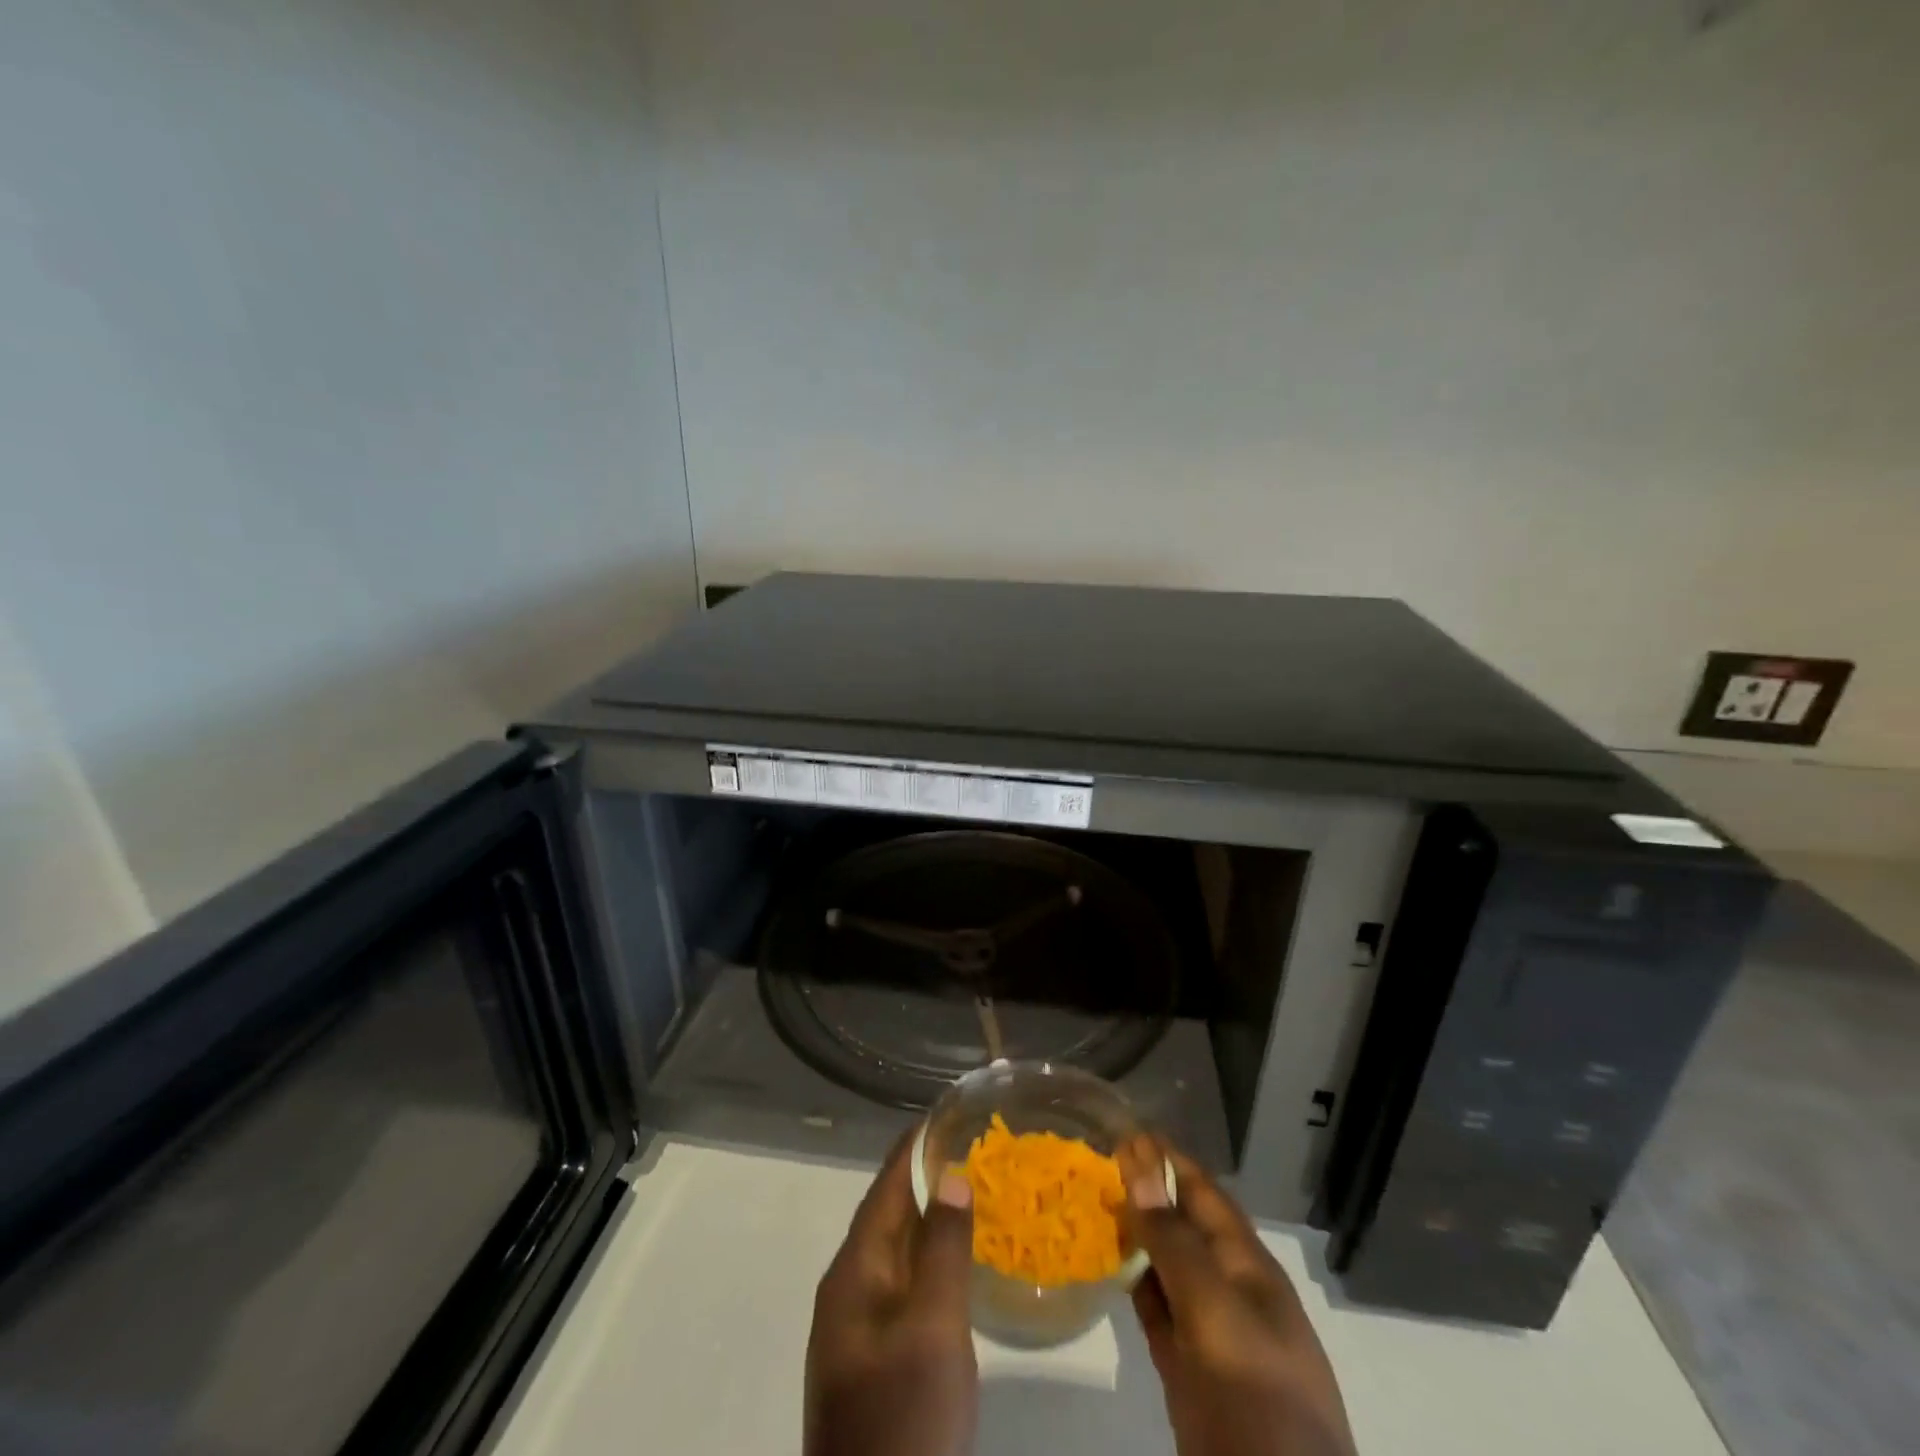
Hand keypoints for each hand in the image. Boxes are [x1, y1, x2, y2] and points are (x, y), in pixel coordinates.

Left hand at [805, 1132, 977, 1455]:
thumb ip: (943, 1248)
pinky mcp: (876, 1355)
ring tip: (977, 1189)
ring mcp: (860, 1326)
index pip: (886, 1187)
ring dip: (933, 1217)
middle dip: (928, 1176)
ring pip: (899, 1250)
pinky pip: (906, 1284)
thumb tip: (951, 1173)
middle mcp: (850, 1288)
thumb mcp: (933, 1329)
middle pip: (890, 1214)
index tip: (949, 1112)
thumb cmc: (904, 1416)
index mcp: (854, 1271)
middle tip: (975, 1147)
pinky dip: (933, 1257)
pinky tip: (963, 1260)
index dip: (915, 1147)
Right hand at [1120, 1139, 1356, 1455]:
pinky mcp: (1186, 1370)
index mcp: (1247, 1267)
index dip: (1167, 1159)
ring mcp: (1208, 1332)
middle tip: (1094, 1159)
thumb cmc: (1256, 1396)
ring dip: (1134, 1233)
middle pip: (1183, 1225)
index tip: (1124, 1128)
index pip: (1203, 1193)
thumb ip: (1173, 1241)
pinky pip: (1156, 1310)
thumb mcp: (1215, 1311)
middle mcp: (1228, 1290)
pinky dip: (1132, 1283)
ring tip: (1090, 1199)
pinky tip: (1104, 1263)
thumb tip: (1138, 1164)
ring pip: (1165, 1266)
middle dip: (1146, 1190)